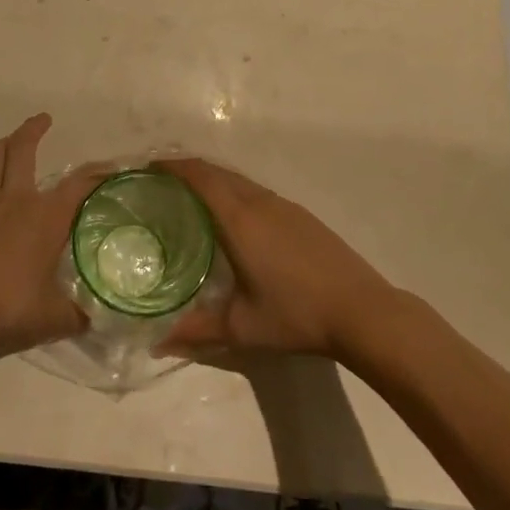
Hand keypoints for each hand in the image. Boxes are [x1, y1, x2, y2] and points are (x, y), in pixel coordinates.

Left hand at [0, 114, 106, 373]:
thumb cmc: (3, 311)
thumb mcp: (52, 320)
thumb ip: (78, 315)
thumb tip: (97, 318)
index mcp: (44, 217)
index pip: (79, 184)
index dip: (98, 173)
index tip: (111, 168)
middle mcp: (12, 200)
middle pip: (21, 150)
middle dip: (33, 129)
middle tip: (43, 120)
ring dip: (1, 146)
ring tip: (9, 143)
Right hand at [154, 158, 395, 360]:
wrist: (362, 310)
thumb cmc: (296, 314)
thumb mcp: (242, 327)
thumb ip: (197, 331)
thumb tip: (157, 343)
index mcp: (240, 219)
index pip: (200, 177)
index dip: (172, 166)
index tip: (147, 169)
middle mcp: (259, 202)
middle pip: (217, 172)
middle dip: (186, 171)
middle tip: (160, 185)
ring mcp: (284, 205)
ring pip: (238, 180)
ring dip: (212, 181)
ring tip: (189, 200)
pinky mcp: (301, 215)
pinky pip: (256, 191)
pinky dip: (233, 192)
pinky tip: (232, 220)